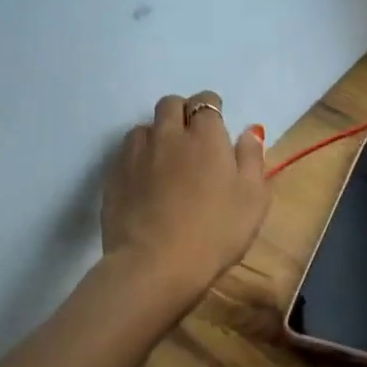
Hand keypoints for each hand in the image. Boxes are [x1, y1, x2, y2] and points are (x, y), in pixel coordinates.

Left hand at [101, 91, 269, 302]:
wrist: (155, 265)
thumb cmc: (215, 232)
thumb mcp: (253, 199)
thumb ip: (252, 160)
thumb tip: (249, 132)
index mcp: (206, 137)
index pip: (206, 101)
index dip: (213, 109)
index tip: (218, 127)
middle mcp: (168, 135)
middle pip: (170, 103)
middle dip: (182, 112)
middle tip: (193, 139)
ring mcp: (136, 155)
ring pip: (144, 127)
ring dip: (157, 134)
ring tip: (166, 160)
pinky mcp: (114, 176)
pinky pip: (126, 153)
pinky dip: (138, 157)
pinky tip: (145, 181)